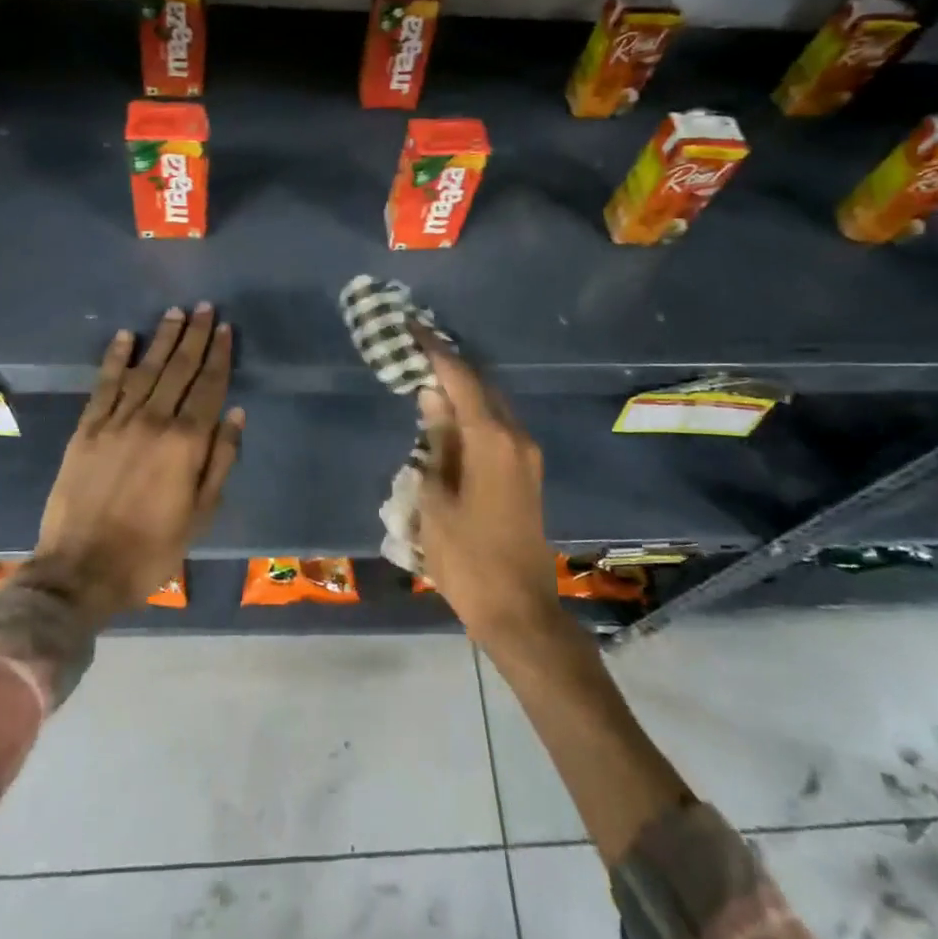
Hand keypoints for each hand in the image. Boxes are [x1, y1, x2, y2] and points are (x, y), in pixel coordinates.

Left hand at [28, 305, 243, 621]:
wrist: (81, 570)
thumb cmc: (152, 548)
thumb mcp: (201, 514)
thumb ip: (221, 461)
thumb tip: (237, 415)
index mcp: (186, 443)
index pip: (209, 387)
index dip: (219, 356)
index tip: (226, 329)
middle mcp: (153, 421)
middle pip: (179, 369)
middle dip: (194, 336)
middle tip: (205, 308)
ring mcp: (116, 422)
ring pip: (145, 370)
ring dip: (161, 339)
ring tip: (175, 312)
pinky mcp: (87, 429)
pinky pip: (105, 385)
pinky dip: (116, 359)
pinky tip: (126, 337)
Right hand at [413, 333, 558, 645]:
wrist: (519, 611)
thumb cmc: (468, 558)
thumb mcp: (435, 499)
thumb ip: (435, 441)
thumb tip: (431, 397)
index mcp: (492, 440)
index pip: (461, 379)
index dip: (434, 351)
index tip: (411, 327)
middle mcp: (516, 438)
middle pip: (481, 386)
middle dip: (449, 366)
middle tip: (414, 350)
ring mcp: (526, 456)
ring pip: (491, 407)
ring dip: (461, 391)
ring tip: (425, 379)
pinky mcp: (526, 474)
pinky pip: (497, 428)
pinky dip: (472, 414)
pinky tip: (447, 419)